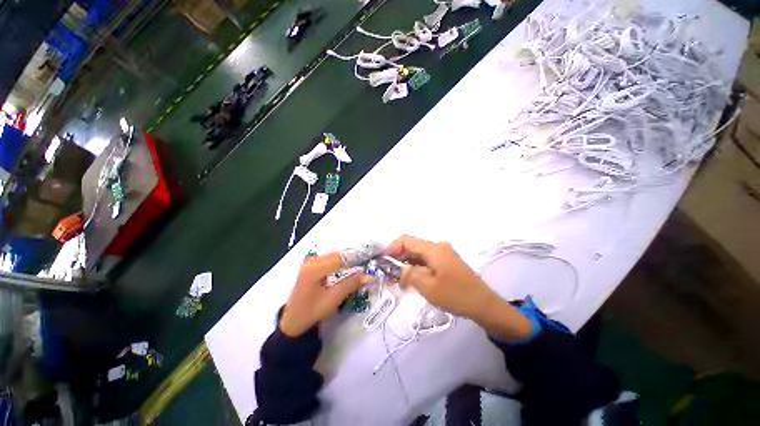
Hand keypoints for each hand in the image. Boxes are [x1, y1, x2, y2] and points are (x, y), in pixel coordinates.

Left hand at [280, 252, 367, 336]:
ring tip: (365, 260)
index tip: (372, 257)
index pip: (340, 259)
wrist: (293, 320)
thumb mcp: (333, 299)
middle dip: (355, 256)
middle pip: (338, 254)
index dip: (358, 257)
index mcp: (314, 268)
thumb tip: (371, 275)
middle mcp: (312, 261)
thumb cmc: (311, 312)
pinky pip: (331, 259)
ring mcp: (311, 261)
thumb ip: (352, 284)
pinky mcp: (313, 265)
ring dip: (350, 258)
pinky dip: (343, 261)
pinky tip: (353, 264)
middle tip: (371, 258)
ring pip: (336, 255)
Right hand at [386, 235, 531, 339]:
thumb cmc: (455, 295)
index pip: (406, 240)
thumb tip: (396, 268)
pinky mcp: (446, 262)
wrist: (484, 305)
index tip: (383, 261)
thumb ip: (409, 274)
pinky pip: (426, 261)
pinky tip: (411, 280)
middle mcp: (438, 247)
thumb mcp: (428, 287)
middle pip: (412, 246)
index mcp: (433, 249)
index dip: (392, 248)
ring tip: (397, 279)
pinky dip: (416, 268)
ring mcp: (443, 254)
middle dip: (398, 258)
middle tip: (388, 273)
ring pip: (418, 255)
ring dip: (407, 264)